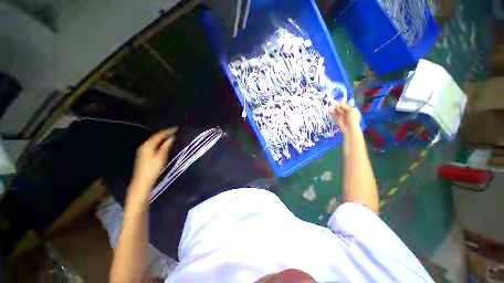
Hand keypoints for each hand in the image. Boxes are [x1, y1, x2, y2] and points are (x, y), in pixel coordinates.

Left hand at [131, 128, 177, 189]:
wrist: (142, 181)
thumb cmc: (153, 169)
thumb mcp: (161, 157)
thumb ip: (165, 146)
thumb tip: (171, 138)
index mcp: (148, 145)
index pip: (159, 135)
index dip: (168, 131)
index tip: (176, 129)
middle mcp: (144, 145)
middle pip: (156, 136)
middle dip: (165, 133)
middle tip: (175, 131)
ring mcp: (143, 150)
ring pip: (154, 140)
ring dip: (162, 137)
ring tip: (171, 135)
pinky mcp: (144, 154)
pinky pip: (153, 143)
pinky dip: (159, 141)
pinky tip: (164, 142)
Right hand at [330, 101, 360, 134]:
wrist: (349, 128)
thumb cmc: (353, 119)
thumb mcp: (351, 110)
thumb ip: (345, 106)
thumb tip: (341, 101)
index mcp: (351, 109)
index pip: (345, 104)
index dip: (342, 102)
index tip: (339, 101)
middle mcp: (346, 112)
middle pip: (340, 106)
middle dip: (338, 106)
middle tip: (338, 107)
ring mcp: (341, 115)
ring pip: (337, 110)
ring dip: (335, 109)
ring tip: (334, 110)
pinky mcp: (337, 118)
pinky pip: (334, 114)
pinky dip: (332, 112)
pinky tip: (330, 112)